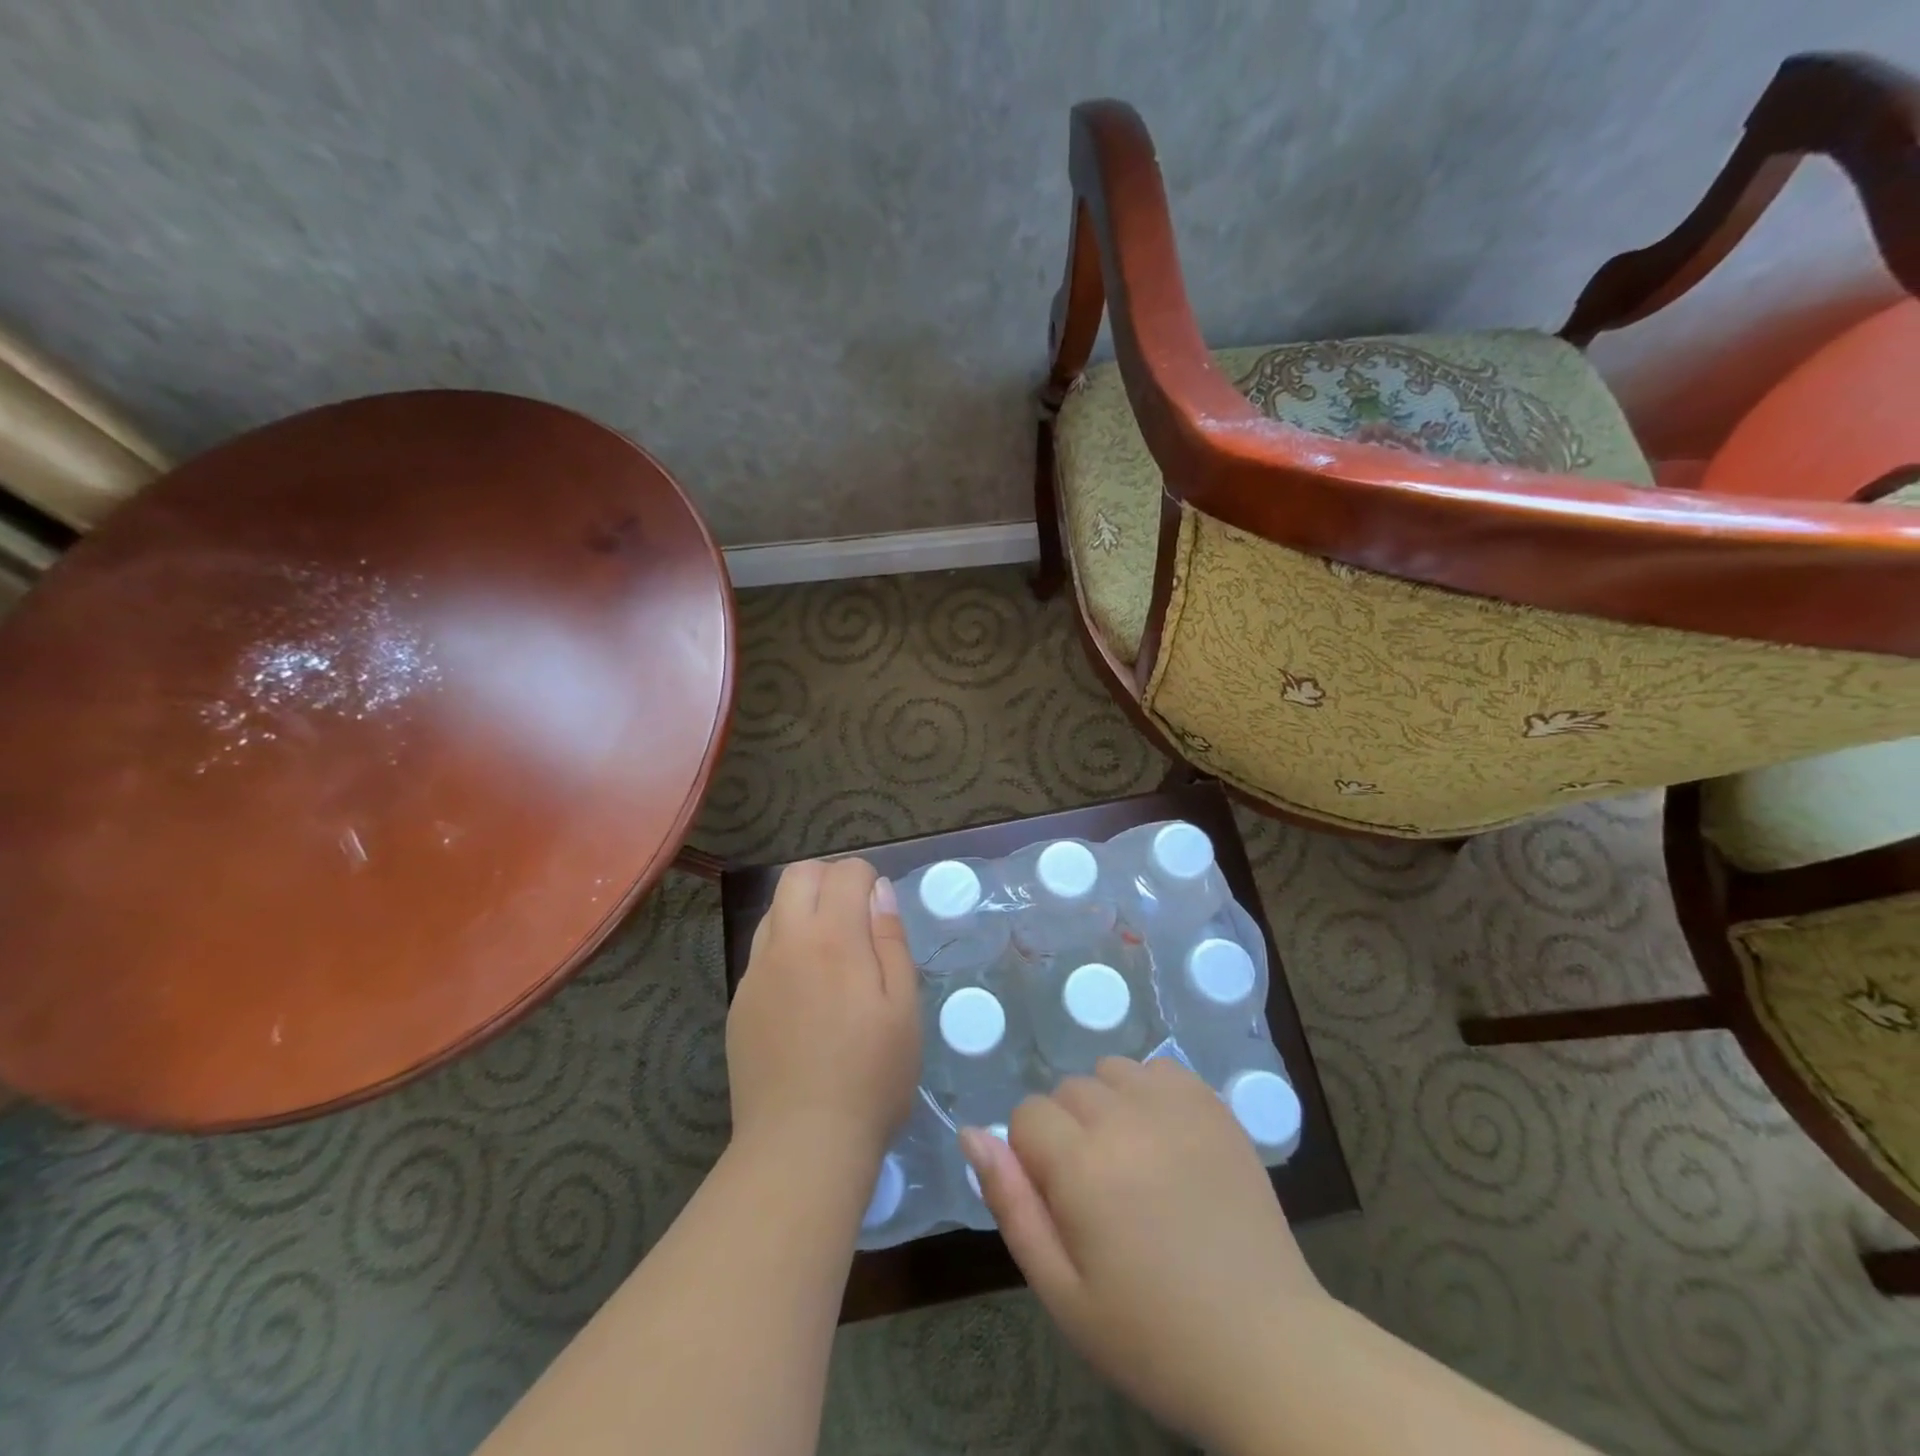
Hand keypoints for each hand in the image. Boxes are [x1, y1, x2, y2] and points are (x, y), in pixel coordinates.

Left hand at [726, 859, 920, 1165]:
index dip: (868, 878)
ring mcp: (756, 973)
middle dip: (829, 879)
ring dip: (803, 911)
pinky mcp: (740, 1003)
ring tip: (830, 954)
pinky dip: (785, 948)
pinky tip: (804, 993)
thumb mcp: (904, 1008)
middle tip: (855, 917)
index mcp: (834, 938)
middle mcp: (787, 942)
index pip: (845, 872)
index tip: (880, 910)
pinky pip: (761, 952)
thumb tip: (878, 891)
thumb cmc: (871, 1077)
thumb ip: (891, 941)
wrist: (801, 1144)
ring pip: (774, 910)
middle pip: (797, 875)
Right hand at [962, 1057, 1326, 1450]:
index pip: (1026, 1116)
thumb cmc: (1153, 1335)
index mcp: (1082, 1164)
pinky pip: (1159, 1069)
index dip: (1033, 1159)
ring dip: (1107, 1106)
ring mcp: (1176, 1106)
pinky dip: (1150, 1092)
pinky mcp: (1214, 1106)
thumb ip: (1011, 1204)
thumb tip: (971, 1134)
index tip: (1061, 1203)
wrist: (1267, 1349)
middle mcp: (1126, 1117)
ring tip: (1132, 1163)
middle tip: (1098, 1194)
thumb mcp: (1062, 1291)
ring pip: (1110, 1071)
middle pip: (1067, 1090)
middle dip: (1067, 1132)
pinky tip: (1166, 1141)